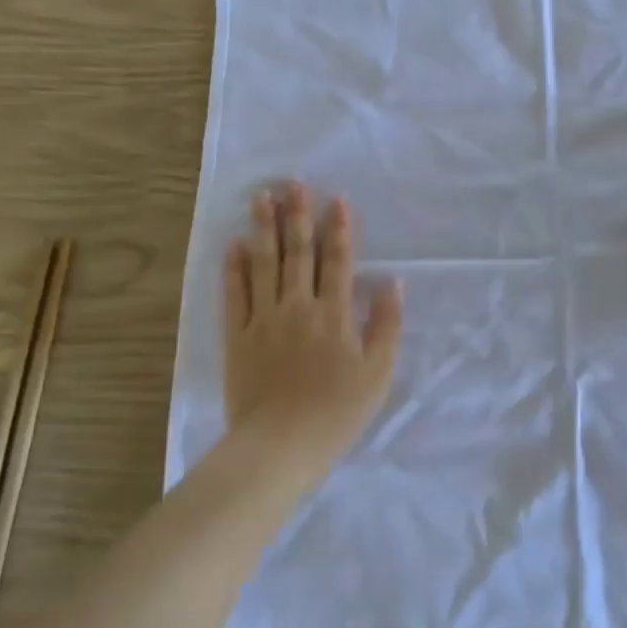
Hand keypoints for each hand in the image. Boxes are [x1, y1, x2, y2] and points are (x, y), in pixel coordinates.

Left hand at [225, 183, 402, 479]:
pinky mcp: (238, 337)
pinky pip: (235, 295)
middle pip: (298, 253)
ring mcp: (264, 320)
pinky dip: (234, 269)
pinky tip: (233, 245)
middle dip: (297, 215)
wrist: (280, 445)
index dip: (339, 228)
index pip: (338, 261)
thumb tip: (392, 284)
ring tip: (261, 198)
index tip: (336, 199)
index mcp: (334, 314)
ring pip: (264, 265)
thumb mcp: (378, 374)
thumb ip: (386, 326)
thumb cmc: (337, 413)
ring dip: (264, 229)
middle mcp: (298, 307)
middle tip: (292, 182)